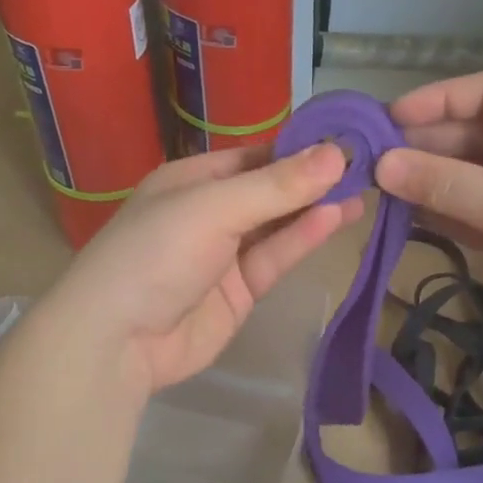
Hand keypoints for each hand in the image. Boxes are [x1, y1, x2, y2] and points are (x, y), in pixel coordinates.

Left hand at [46, 144, 363, 393]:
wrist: (116, 342)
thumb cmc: (156, 254)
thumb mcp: (214, 209)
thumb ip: (277, 186)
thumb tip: (337, 153)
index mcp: (191, 180)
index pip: (254, 157)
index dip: (298, 149)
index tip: (346, 140)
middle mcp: (209, 213)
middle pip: (269, 191)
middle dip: (312, 180)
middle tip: (366, 167)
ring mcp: (224, 255)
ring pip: (277, 226)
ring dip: (315, 209)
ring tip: (364, 191)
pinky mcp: (239, 292)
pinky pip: (275, 258)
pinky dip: (303, 239)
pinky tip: (336, 218)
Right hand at [375, 72, 482, 383]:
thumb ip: (443, 183)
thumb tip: (381, 165)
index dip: (436, 100)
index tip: (387, 119)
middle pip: (474, 134)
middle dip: (426, 146)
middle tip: (373, 163)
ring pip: (469, 174)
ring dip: (429, 180)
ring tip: (380, 191)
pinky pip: (472, 209)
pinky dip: (442, 211)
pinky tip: (405, 216)